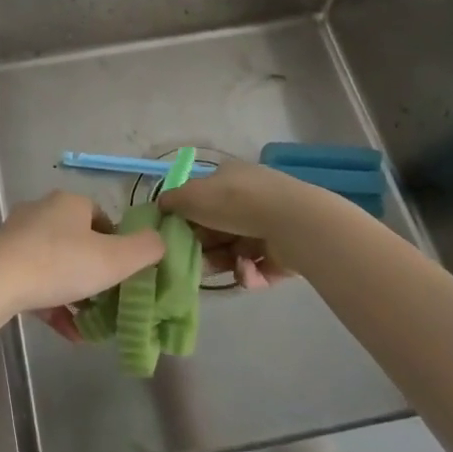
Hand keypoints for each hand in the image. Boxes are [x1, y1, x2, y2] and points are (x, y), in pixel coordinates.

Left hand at [0, 191, 162, 331]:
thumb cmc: (61, 263)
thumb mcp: (115, 259)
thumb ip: (146, 249)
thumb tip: (160, 241)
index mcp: (69, 203)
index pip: (102, 218)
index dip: (118, 246)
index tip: (125, 275)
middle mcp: (43, 211)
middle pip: (79, 241)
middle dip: (96, 272)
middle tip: (110, 299)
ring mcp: (19, 236)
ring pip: (57, 264)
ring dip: (75, 293)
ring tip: (92, 323)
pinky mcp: (3, 261)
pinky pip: (36, 282)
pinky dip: (54, 304)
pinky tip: (69, 333)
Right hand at [158, 161, 308, 289]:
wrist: (291, 223)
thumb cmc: (234, 203)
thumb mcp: (192, 196)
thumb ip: (172, 201)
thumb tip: (161, 206)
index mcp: (230, 177)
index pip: (203, 197)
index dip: (188, 217)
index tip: (177, 237)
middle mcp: (250, 197)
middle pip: (219, 227)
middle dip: (206, 246)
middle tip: (195, 263)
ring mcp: (270, 224)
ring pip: (238, 249)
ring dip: (227, 262)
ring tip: (225, 270)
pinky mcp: (286, 252)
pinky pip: (259, 266)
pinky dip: (250, 273)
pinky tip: (246, 274)